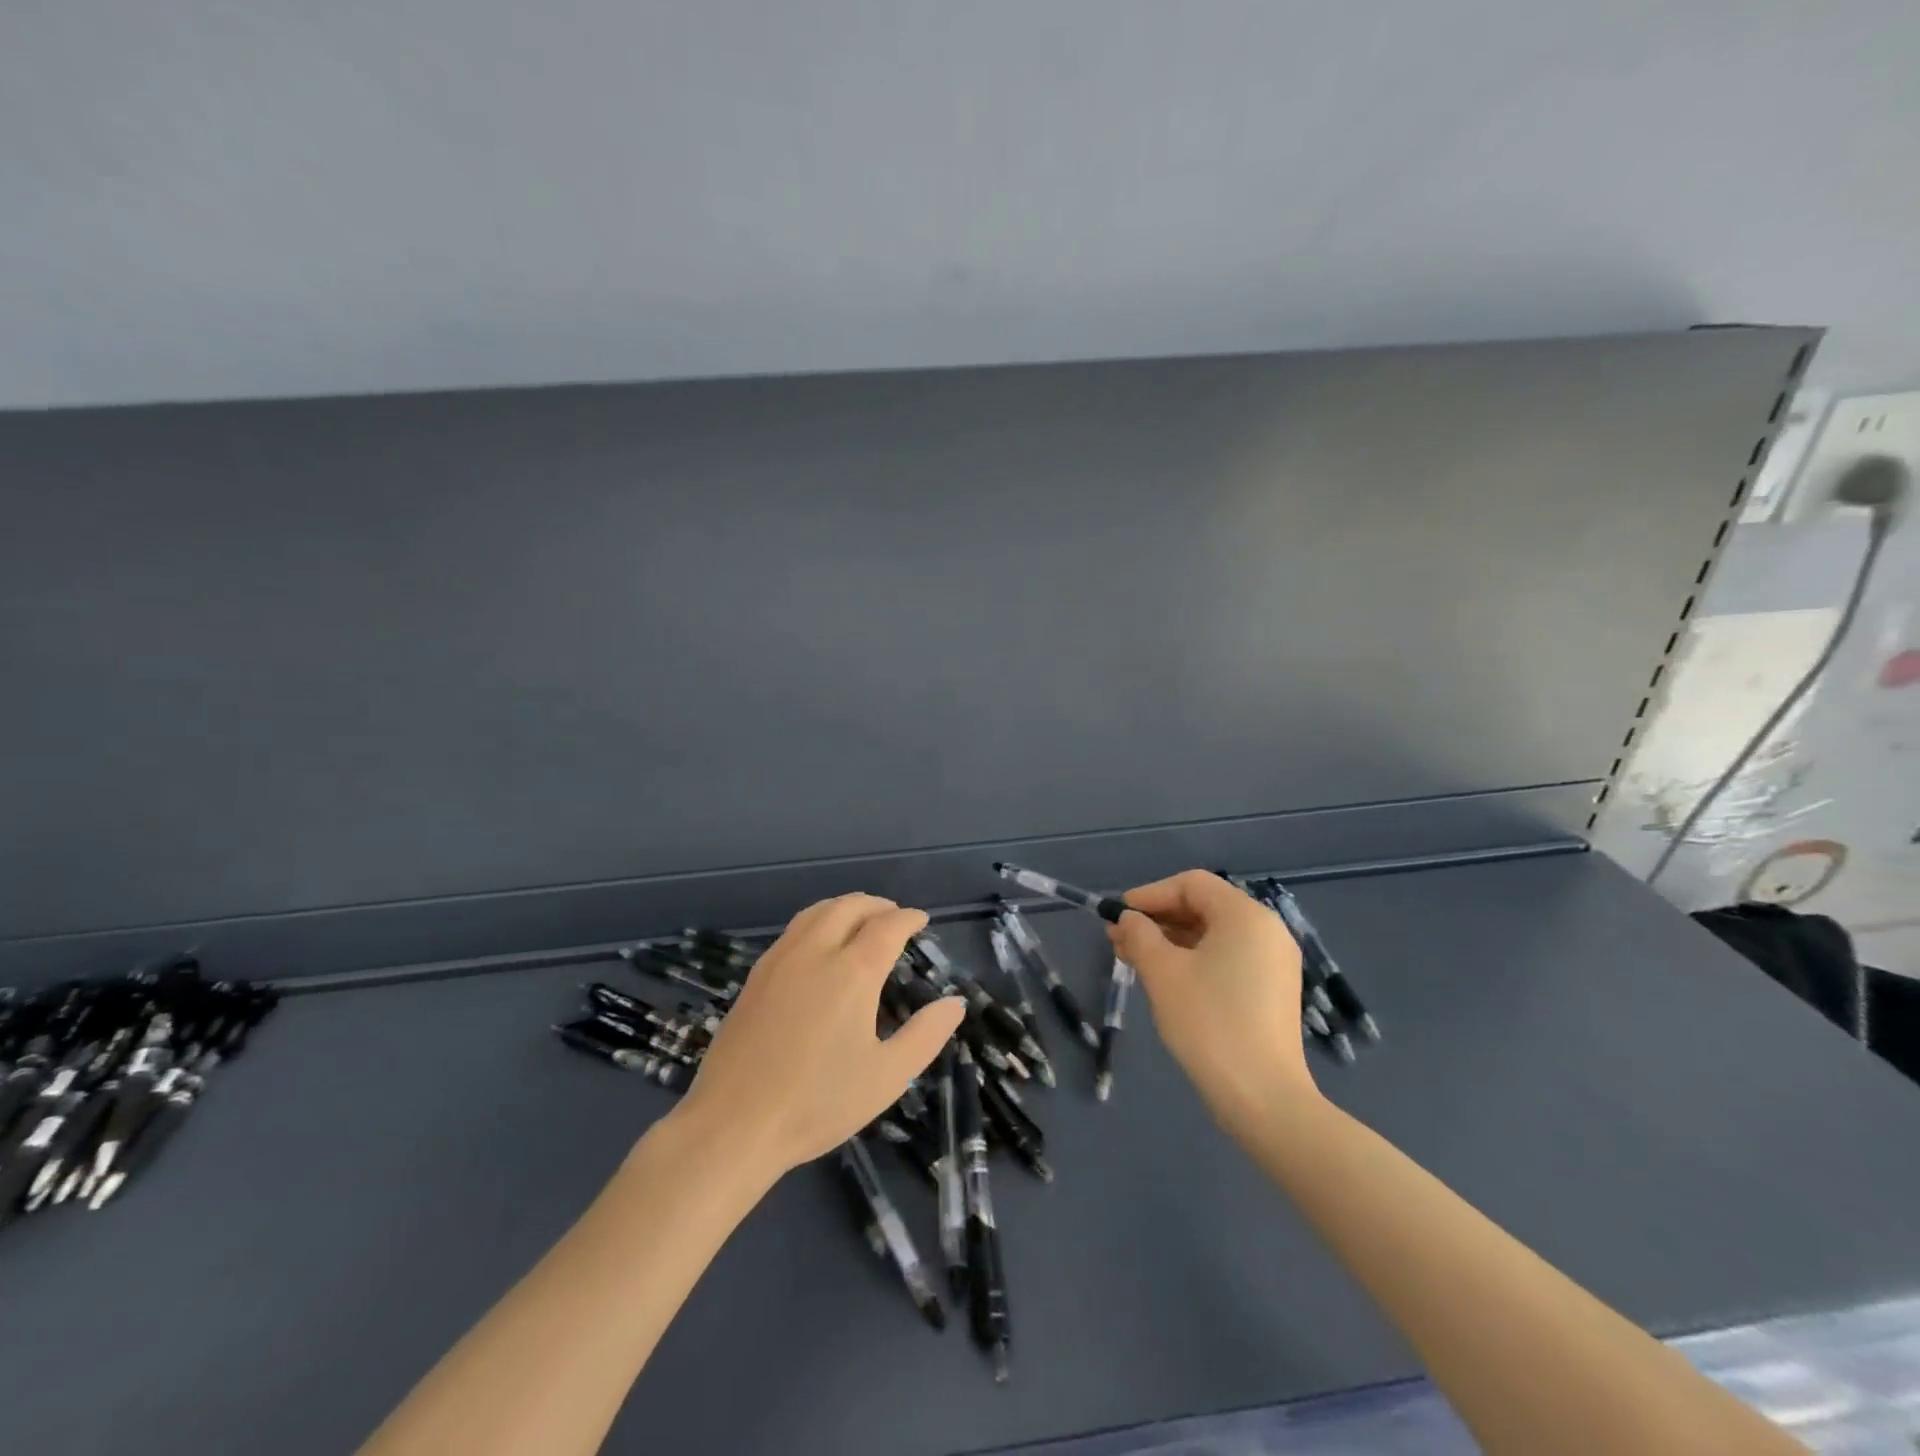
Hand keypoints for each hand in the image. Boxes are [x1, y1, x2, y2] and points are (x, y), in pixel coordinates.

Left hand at [671, 893, 964, 1178]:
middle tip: (895, 916)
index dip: (908, 918)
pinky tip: (819, 944)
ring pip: (817, 911)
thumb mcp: (887, 1077)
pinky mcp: (756, 975)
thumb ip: (925, 1035)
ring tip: (860, 919)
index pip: (888, 926)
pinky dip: (818, 920)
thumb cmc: (818, 1103)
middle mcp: (816, 952)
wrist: (733, 1124)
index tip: (921, 920)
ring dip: (845, 906)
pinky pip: (794, 929)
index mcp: (853, 972)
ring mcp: (780, 960)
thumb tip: (954, 1003)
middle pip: (850, 907)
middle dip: (878, 905)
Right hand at [1109, 870, 1317, 1134]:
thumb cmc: (1209, 1023)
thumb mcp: (1162, 973)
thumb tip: (1128, 919)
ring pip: (1214, 935)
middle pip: (1204, 907)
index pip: (1191, 884)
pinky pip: (1228, 958)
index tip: (1119, 915)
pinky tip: (1165, 978)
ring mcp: (1274, 962)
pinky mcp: (1273, 990)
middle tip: (1119, 939)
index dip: (1150, 894)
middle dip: (1158, 919)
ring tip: (1133, 959)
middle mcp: (1267, 930)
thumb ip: (1140, 935)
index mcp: (1245, 916)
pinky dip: (1195, 959)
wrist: (1264, 1098)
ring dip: (1171, 941)